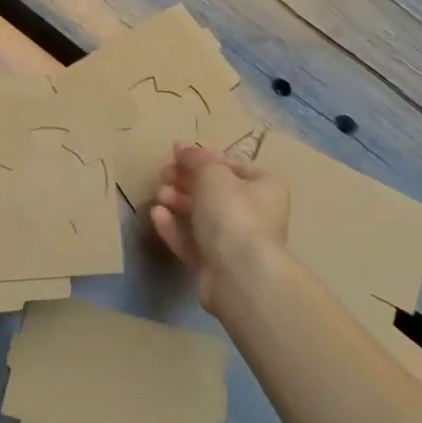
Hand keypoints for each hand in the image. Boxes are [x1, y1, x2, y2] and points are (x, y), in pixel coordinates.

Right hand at [150, 142, 288, 313]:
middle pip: (214, 192)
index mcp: (264, 188)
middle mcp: (255, 214)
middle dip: (185, 182)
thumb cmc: (233, 214)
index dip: (203, 159)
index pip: (231, 166)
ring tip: (159, 195)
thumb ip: (195, 158)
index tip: (177, 155)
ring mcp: (235, 242)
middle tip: (163, 175)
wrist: (239, 275)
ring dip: (177, 203)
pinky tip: (157, 216)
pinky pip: (192, 241)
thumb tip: (181, 147)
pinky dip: (175, 228)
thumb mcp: (212, 175)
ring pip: (201, 217)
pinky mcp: (216, 265)